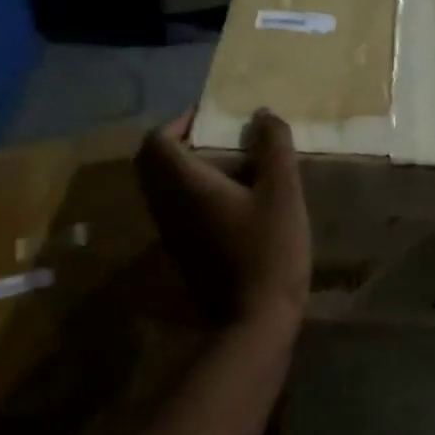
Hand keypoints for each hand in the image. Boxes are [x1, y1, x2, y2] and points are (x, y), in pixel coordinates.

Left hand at [136, 108, 311, 326]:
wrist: (256, 319)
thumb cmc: (269, 250)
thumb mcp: (283, 192)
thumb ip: (273, 147)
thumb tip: (263, 115)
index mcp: (185, 185)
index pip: (156, 141)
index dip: (179, 122)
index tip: (209, 118)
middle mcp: (167, 206)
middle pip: (152, 163)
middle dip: (178, 142)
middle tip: (215, 138)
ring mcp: (170, 232)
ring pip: (161, 187)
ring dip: (185, 167)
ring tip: (228, 165)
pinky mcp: (180, 251)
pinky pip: (173, 207)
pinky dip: (190, 191)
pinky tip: (230, 198)